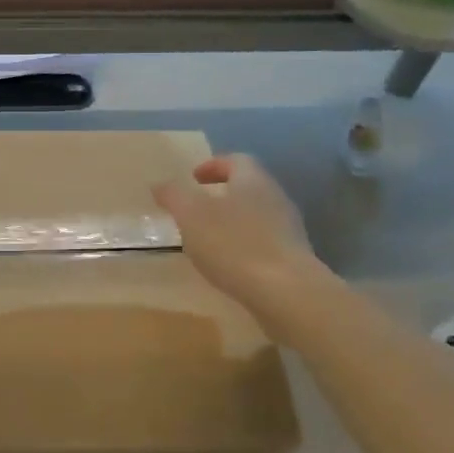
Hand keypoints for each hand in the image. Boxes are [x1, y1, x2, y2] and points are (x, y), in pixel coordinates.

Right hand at [153, 155, 316, 309]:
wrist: (287, 293)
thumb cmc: (234, 244)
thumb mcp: (191, 215)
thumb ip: (173, 195)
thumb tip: (160, 184)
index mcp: (252, 180)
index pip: (235, 160)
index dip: (212, 166)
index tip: (192, 178)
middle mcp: (275, 198)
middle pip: (248, 187)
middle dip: (221, 194)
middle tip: (196, 208)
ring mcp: (289, 229)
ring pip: (256, 215)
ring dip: (232, 222)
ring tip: (208, 239)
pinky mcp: (293, 258)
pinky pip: (264, 242)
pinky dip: (244, 246)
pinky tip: (229, 264)